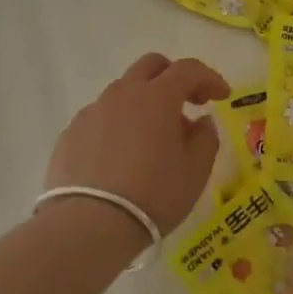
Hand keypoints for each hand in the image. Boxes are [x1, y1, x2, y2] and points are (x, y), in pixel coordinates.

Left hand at [44, 54, 227, 234]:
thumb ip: (206, 138)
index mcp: (157, 96)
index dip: (209, 78)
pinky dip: (117, 126)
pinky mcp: (70, 134)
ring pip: (123, 92)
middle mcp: (123, 93)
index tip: (222, 96)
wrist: (87, 227)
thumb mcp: (195, 171)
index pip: (188, 69)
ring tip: (152, 138)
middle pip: (151, 66)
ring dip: (143, 103)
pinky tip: (120, 156)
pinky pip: (101, 118)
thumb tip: (201, 122)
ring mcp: (93, 111)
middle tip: (187, 103)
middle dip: (173, 77)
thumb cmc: (152, 195)